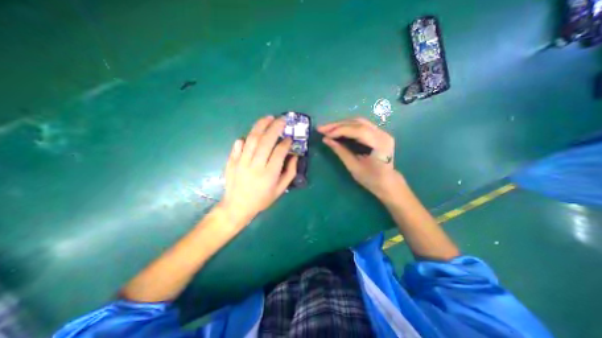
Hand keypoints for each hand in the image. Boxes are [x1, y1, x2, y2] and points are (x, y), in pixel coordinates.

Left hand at [220, 116, 298, 226]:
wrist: (237, 207)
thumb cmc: (262, 199)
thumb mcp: (280, 190)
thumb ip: (290, 173)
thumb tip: (295, 156)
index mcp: (269, 174)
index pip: (279, 152)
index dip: (286, 143)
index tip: (290, 138)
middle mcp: (255, 165)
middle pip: (266, 141)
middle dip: (275, 127)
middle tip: (282, 119)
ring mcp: (241, 162)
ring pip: (252, 139)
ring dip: (261, 126)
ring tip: (268, 118)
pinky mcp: (232, 161)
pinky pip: (239, 145)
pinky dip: (246, 137)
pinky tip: (253, 132)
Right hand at [317, 118, 398, 198]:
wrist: (387, 182)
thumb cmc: (371, 179)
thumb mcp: (353, 167)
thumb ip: (340, 151)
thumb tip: (326, 140)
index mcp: (379, 144)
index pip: (358, 130)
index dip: (340, 130)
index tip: (325, 134)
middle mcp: (382, 134)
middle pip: (358, 123)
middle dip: (338, 125)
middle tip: (322, 128)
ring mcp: (381, 132)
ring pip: (358, 122)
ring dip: (341, 125)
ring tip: (327, 129)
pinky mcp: (378, 133)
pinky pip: (360, 126)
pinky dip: (347, 127)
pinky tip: (337, 130)